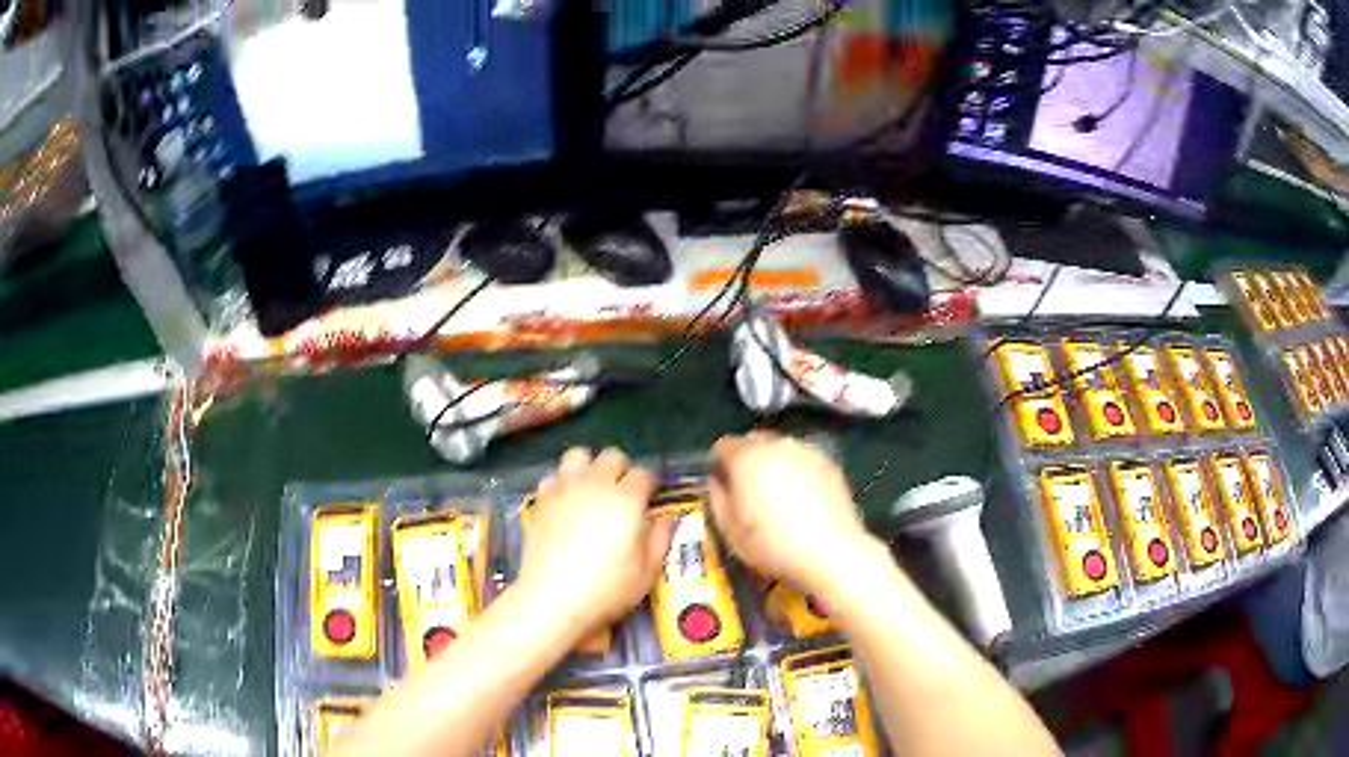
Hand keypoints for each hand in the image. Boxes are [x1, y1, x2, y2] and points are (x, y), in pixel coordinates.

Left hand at [518, 448, 674, 638]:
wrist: (552, 598)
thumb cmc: (607, 589)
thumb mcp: (647, 571)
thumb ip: (660, 539)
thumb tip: (667, 518)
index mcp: (627, 499)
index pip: (644, 473)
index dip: (650, 484)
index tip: (651, 499)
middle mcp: (595, 484)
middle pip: (612, 456)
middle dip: (621, 469)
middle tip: (623, 494)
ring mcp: (564, 489)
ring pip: (578, 455)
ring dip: (588, 467)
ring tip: (591, 490)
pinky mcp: (540, 500)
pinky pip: (552, 476)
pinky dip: (561, 483)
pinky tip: (565, 502)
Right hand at [708, 432, 875, 596]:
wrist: (831, 552)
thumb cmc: (773, 545)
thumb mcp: (729, 529)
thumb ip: (717, 496)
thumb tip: (718, 480)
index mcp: (747, 457)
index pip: (722, 446)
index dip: (718, 465)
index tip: (722, 487)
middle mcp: (777, 444)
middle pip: (752, 441)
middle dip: (745, 460)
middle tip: (748, 491)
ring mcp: (806, 450)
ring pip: (779, 448)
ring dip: (772, 463)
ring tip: (777, 494)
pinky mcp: (829, 462)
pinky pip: (802, 459)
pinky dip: (796, 470)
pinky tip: (801, 498)